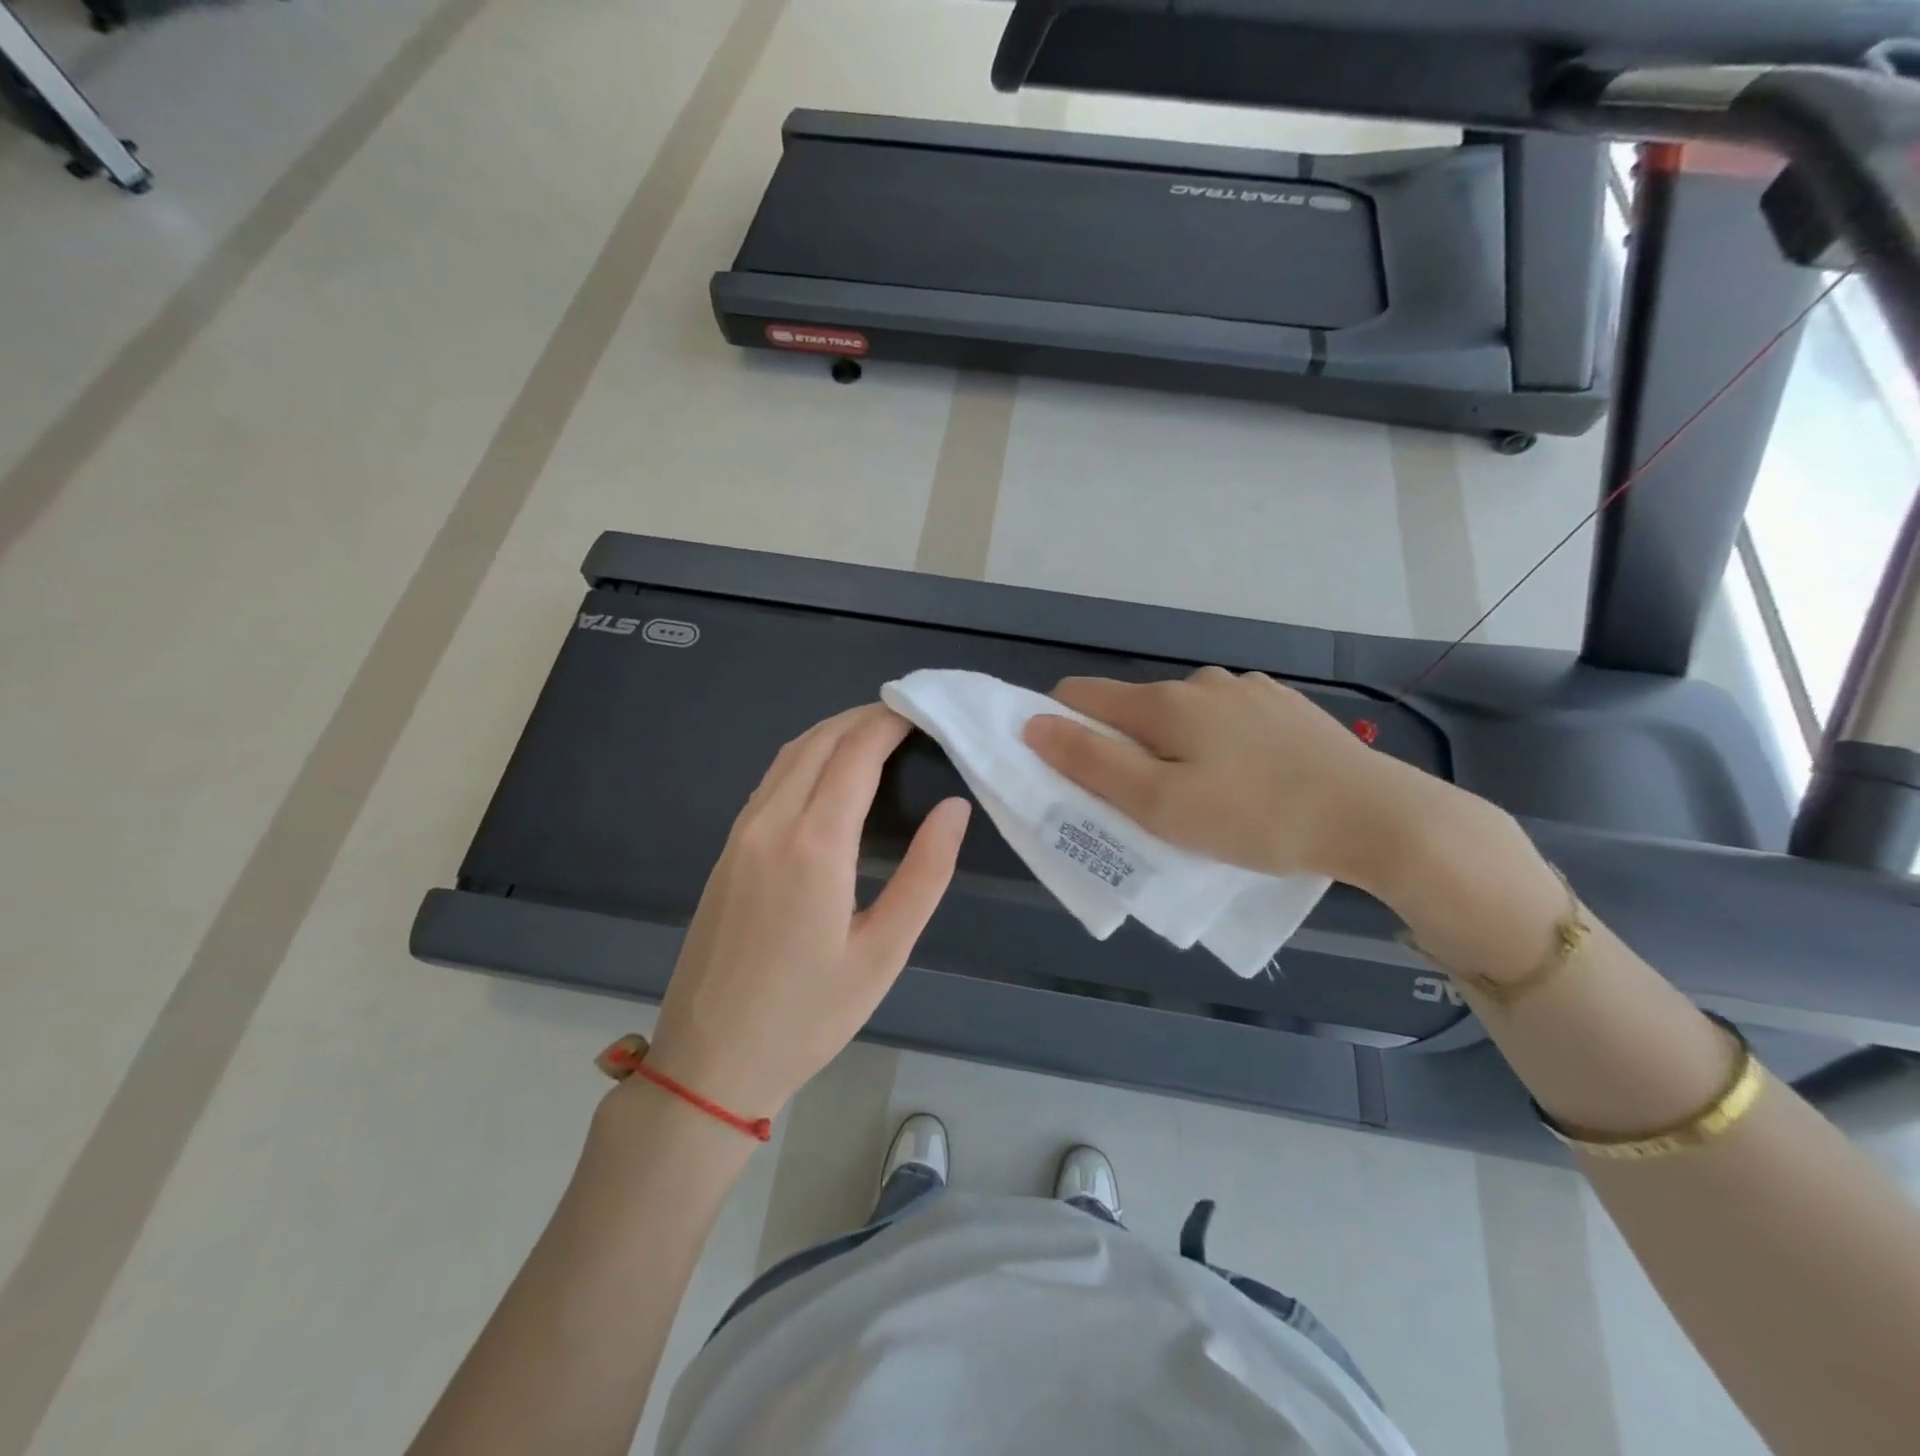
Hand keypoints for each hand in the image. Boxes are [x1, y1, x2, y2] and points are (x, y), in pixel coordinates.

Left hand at [642, 704, 969, 1118]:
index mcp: (814, 844)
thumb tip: (954, 808)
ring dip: (834, 732)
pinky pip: (771, 780)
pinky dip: (807, 757)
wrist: (710, 1060)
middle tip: (911, 717)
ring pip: (790, 754)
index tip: (926, 709)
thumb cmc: (809, 1015)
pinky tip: (831, 774)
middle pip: (820, 740)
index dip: (891, 720)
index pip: (856, 751)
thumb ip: (925, 873)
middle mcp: (771, 823)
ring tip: (878, 735)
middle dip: (865, 716)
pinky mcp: (728, 849)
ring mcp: (742, 833)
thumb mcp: (884, 952)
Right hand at [1022, 667, 1439, 890]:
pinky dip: (1217, 745)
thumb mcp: (1160, 805)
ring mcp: (1249, 690)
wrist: (1376, 816)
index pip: (1081, 695)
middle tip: (1147, 805)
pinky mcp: (1286, 707)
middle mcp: (1201, 682)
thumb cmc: (1254, 817)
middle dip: (1123, 748)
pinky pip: (1228, 721)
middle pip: (1134, 708)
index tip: (1072, 772)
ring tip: (1204, 798)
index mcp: (1163, 703)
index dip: (1060, 726)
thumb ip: (1091, 764)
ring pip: (1184, 715)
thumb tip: (1033, 724)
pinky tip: (1249, 781)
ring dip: (1174, 747)